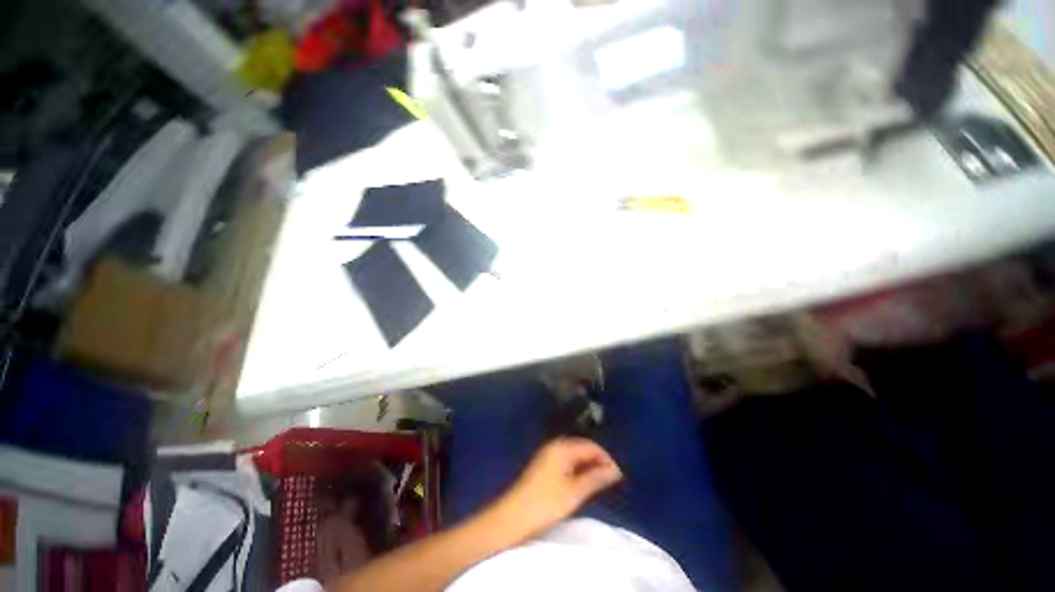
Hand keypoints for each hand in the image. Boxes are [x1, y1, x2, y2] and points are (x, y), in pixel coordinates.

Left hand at [489, 438, 622, 539]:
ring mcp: (548, 455)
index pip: (591, 445)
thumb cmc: (546, 503)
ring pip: (575, 455)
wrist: (513, 517)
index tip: (618, 476)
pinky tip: (583, 483)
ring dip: (588, 466)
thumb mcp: (574, 492)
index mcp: (562, 447)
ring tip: (600, 483)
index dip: (606, 458)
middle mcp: (555, 446)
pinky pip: (567, 462)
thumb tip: (615, 470)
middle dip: (598, 461)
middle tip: (611, 480)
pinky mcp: (544, 466)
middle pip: (582, 448)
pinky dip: (578, 470)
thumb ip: (596, 478)